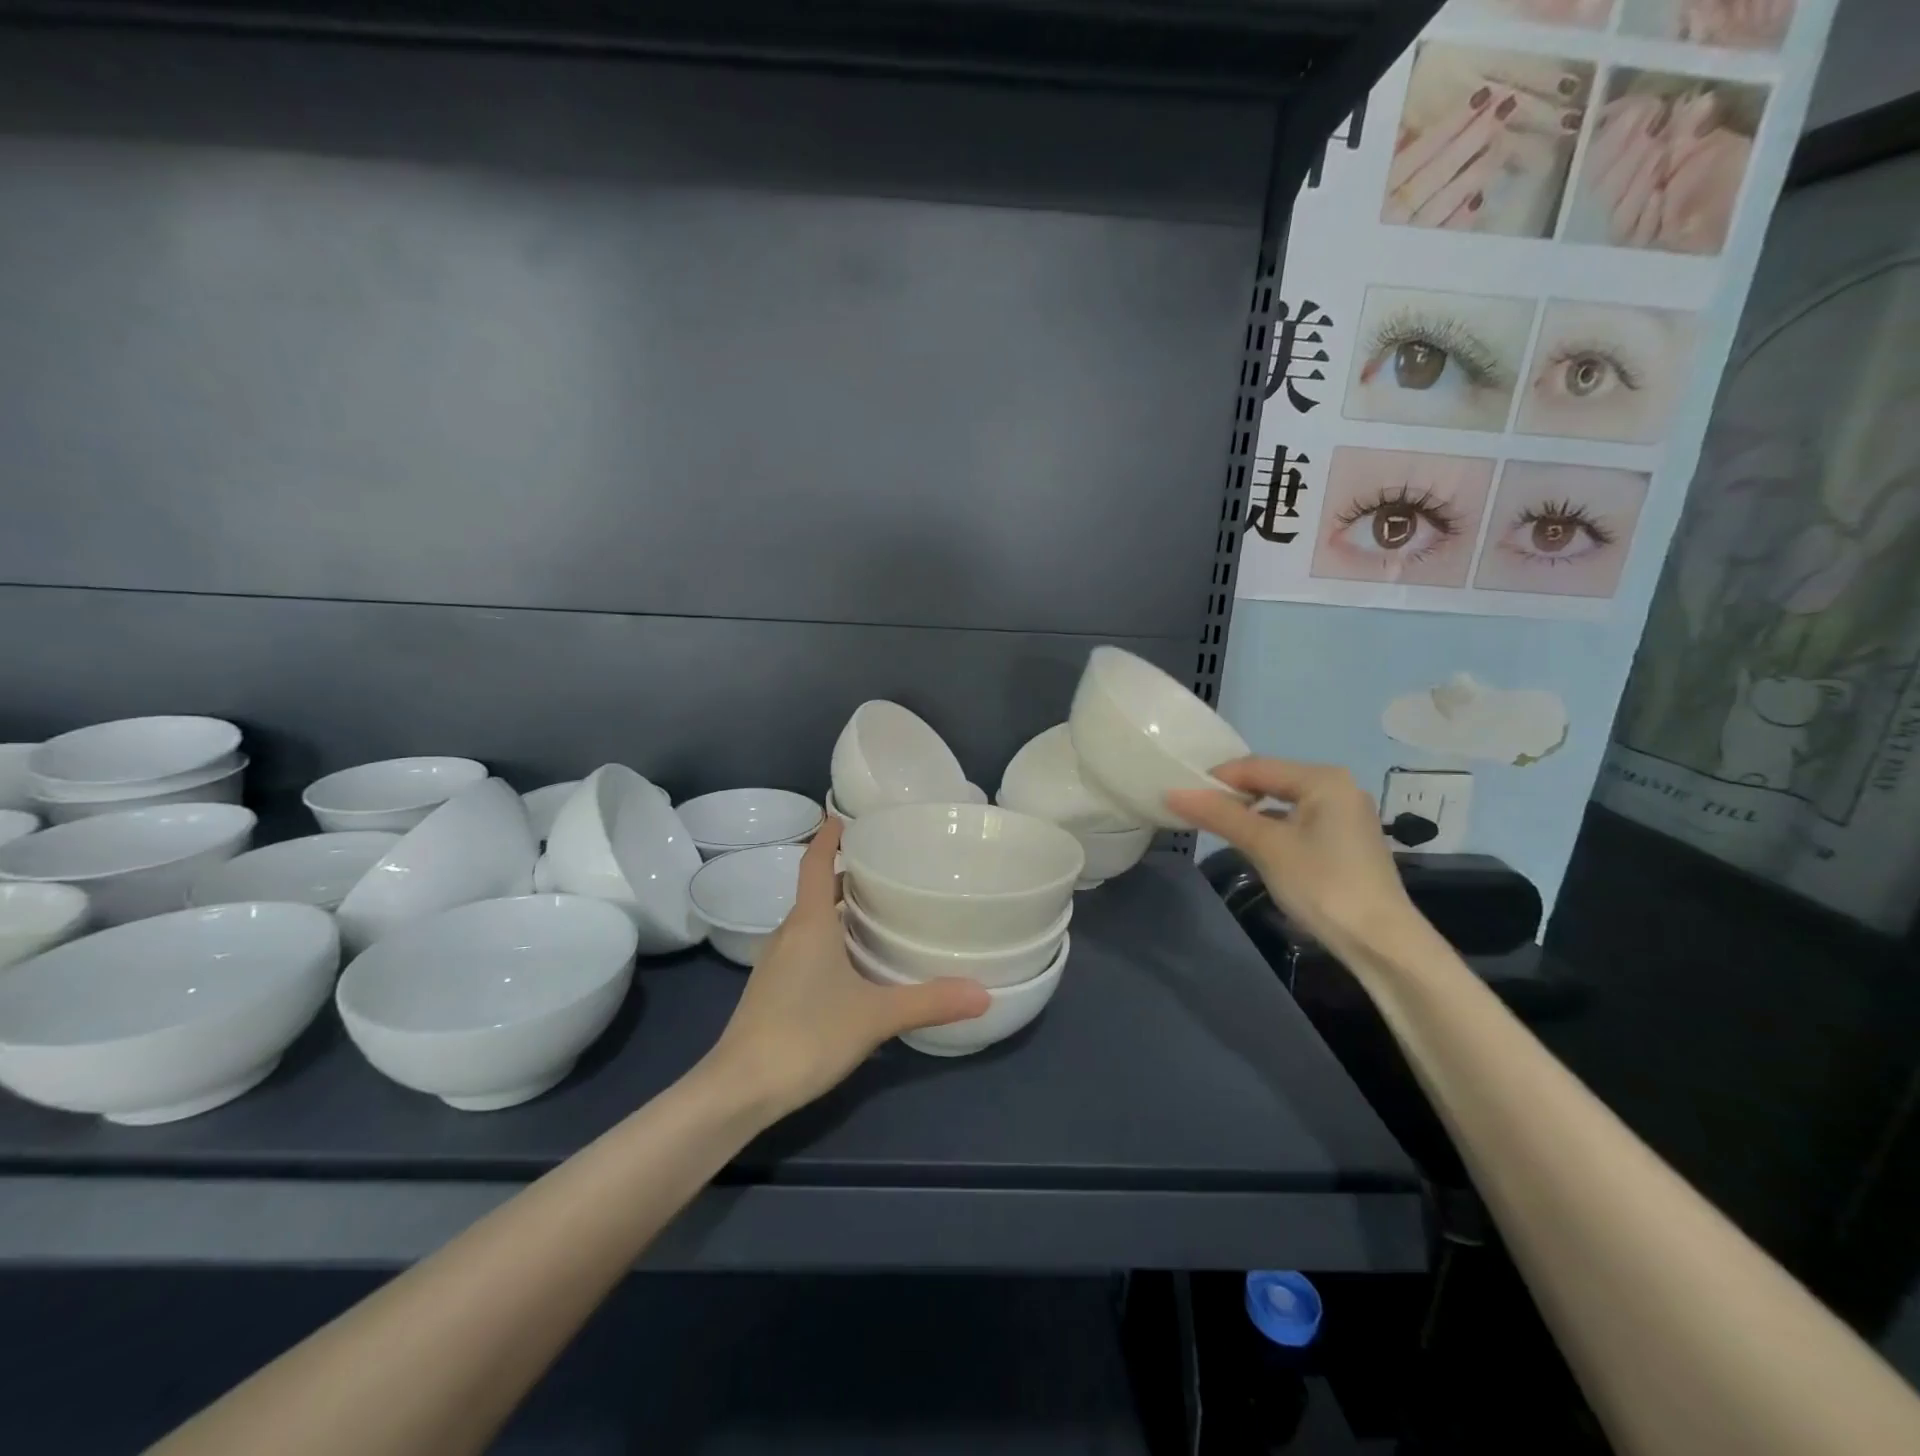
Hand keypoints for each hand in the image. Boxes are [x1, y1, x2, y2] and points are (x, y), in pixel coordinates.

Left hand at [704, 819, 989, 1117]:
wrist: (739, 1089)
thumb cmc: (805, 1035)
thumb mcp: (875, 1016)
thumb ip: (929, 1001)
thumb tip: (984, 993)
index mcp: (809, 923)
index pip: (816, 865)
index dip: (827, 838)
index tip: (843, 816)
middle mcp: (788, 934)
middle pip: (816, 892)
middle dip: (847, 877)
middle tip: (887, 871)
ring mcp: (776, 964)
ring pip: (809, 922)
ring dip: (838, 911)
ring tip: (877, 913)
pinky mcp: (772, 990)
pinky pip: (803, 948)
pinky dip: (828, 940)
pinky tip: (852, 965)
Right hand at [1166, 758, 1418, 957]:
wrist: (1381, 943)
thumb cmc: (1322, 885)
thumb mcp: (1265, 847)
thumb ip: (1220, 815)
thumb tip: (1172, 793)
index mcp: (1322, 778)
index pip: (1255, 766)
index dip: (1215, 779)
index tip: (1180, 796)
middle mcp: (1337, 787)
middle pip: (1270, 780)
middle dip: (1231, 795)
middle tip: (1194, 812)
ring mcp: (1344, 814)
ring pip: (1282, 802)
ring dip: (1249, 813)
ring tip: (1215, 828)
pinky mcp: (1345, 840)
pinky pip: (1296, 821)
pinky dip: (1270, 828)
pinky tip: (1253, 845)